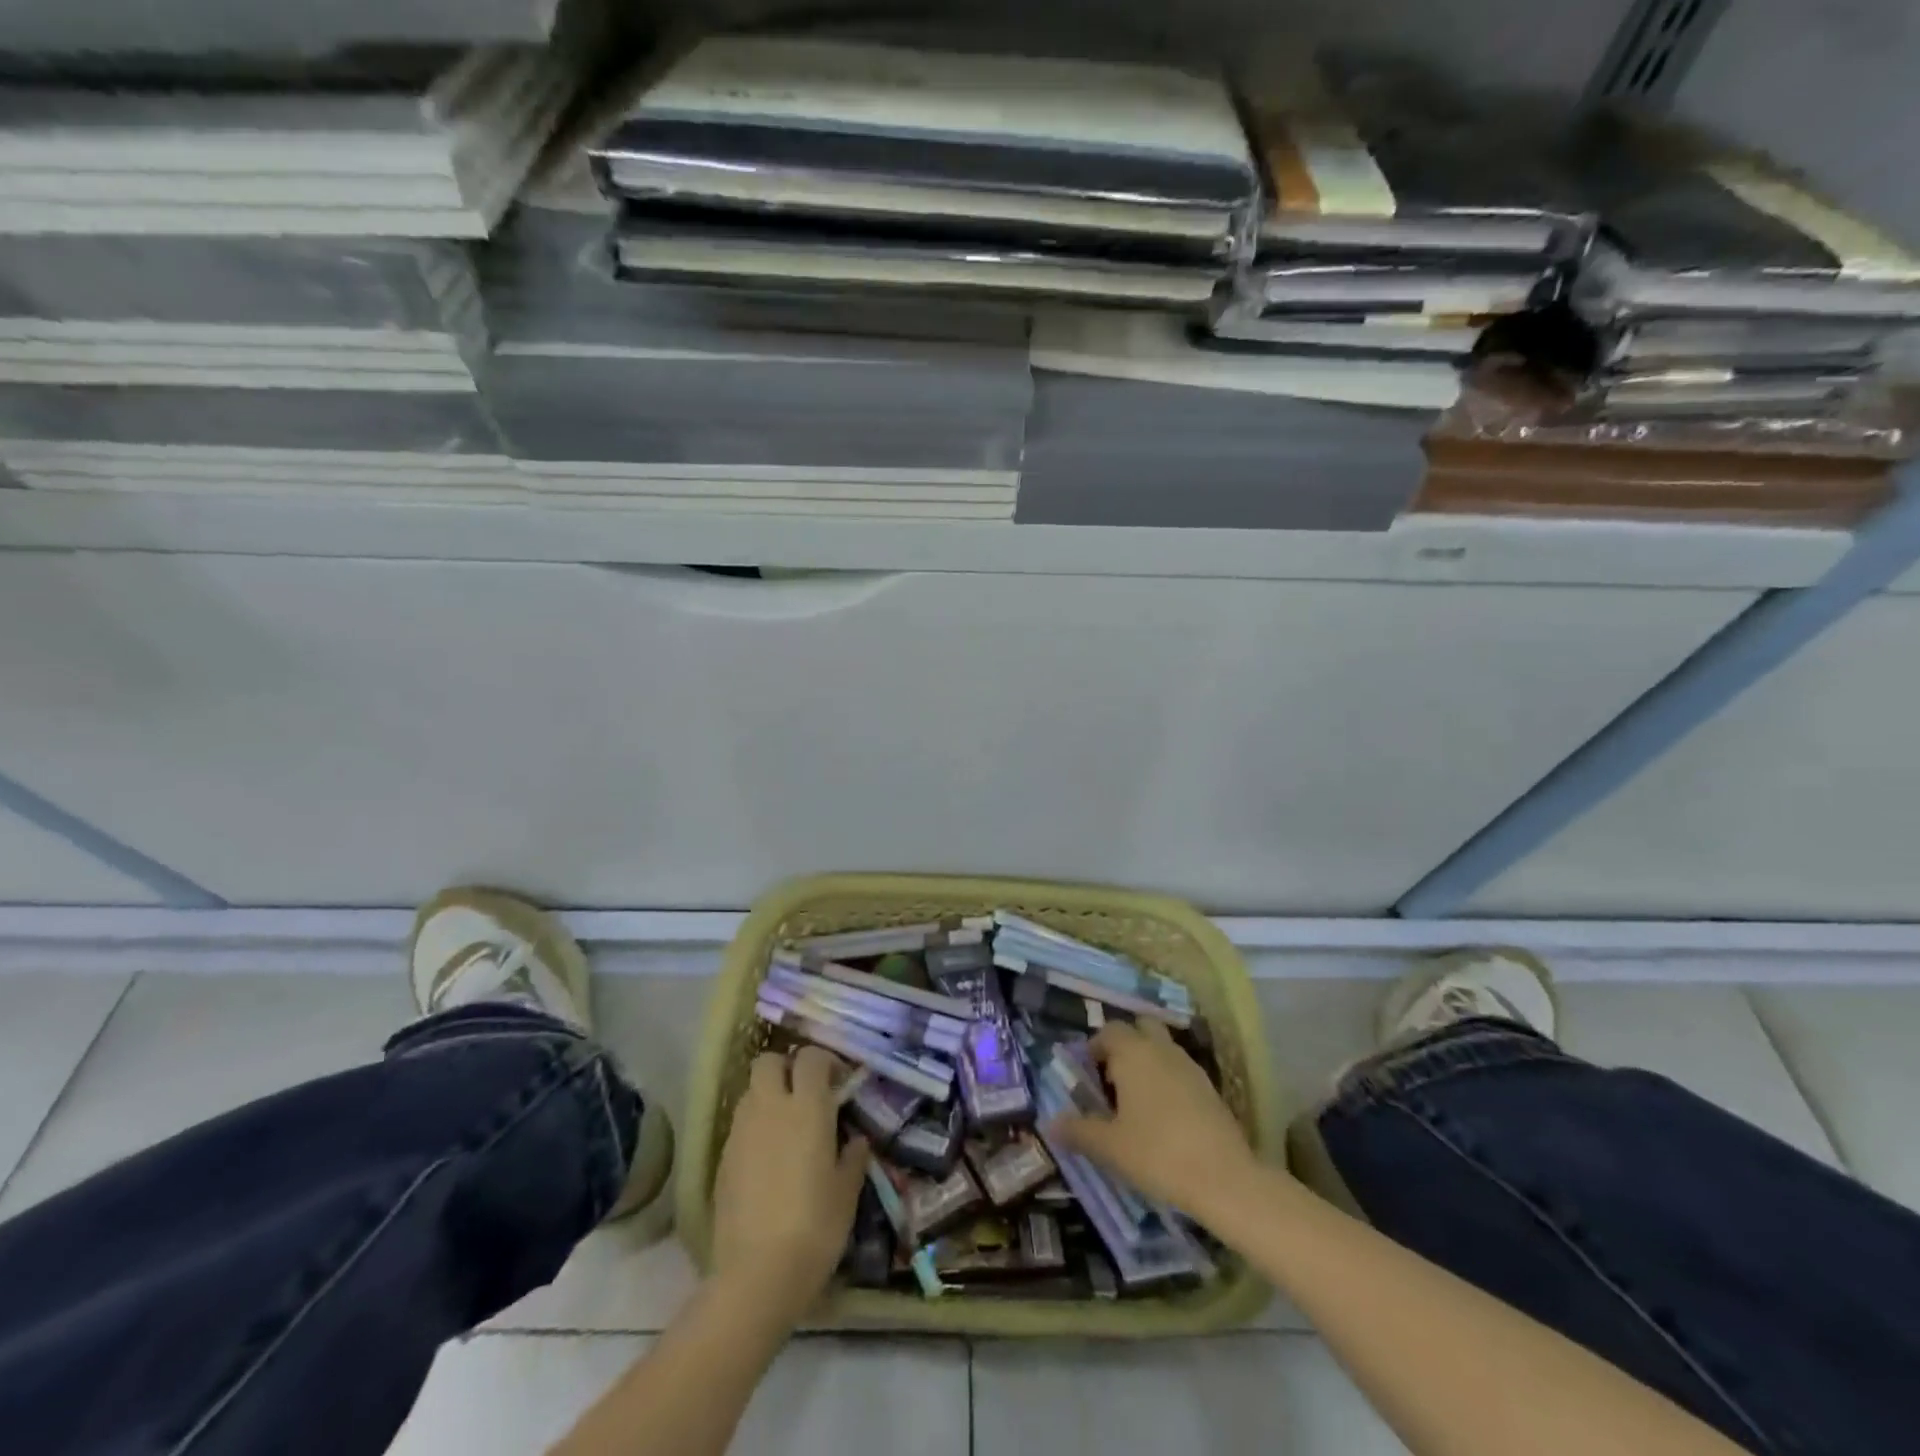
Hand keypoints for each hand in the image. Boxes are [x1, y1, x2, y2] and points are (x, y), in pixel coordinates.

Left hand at [710, 1047, 869, 1323]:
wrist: (757, 1275)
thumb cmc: (815, 1227)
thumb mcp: (847, 1191)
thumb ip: (853, 1156)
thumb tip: (855, 1139)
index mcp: (807, 1107)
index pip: (811, 1057)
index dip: (825, 1061)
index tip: (838, 1081)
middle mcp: (770, 1107)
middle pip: (769, 1061)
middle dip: (786, 1067)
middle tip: (805, 1093)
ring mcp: (741, 1132)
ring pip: (751, 1091)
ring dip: (769, 1096)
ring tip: (787, 1126)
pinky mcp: (722, 1159)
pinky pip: (740, 1125)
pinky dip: (754, 1128)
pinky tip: (768, 1159)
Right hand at [1050, 1021, 1255, 1215]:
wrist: (1224, 1178)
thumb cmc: (1157, 1153)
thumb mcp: (1109, 1147)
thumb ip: (1078, 1131)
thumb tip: (1050, 1123)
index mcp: (1133, 1053)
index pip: (1109, 1030)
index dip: (1095, 1047)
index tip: (1088, 1074)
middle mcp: (1161, 1049)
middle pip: (1141, 1028)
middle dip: (1126, 1045)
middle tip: (1113, 1079)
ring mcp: (1190, 1066)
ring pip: (1163, 1048)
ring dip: (1148, 1062)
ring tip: (1137, 1101)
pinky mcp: (1210, 1088)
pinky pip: (1181, 1070)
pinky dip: (1169, 1081)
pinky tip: (1165, 1116)